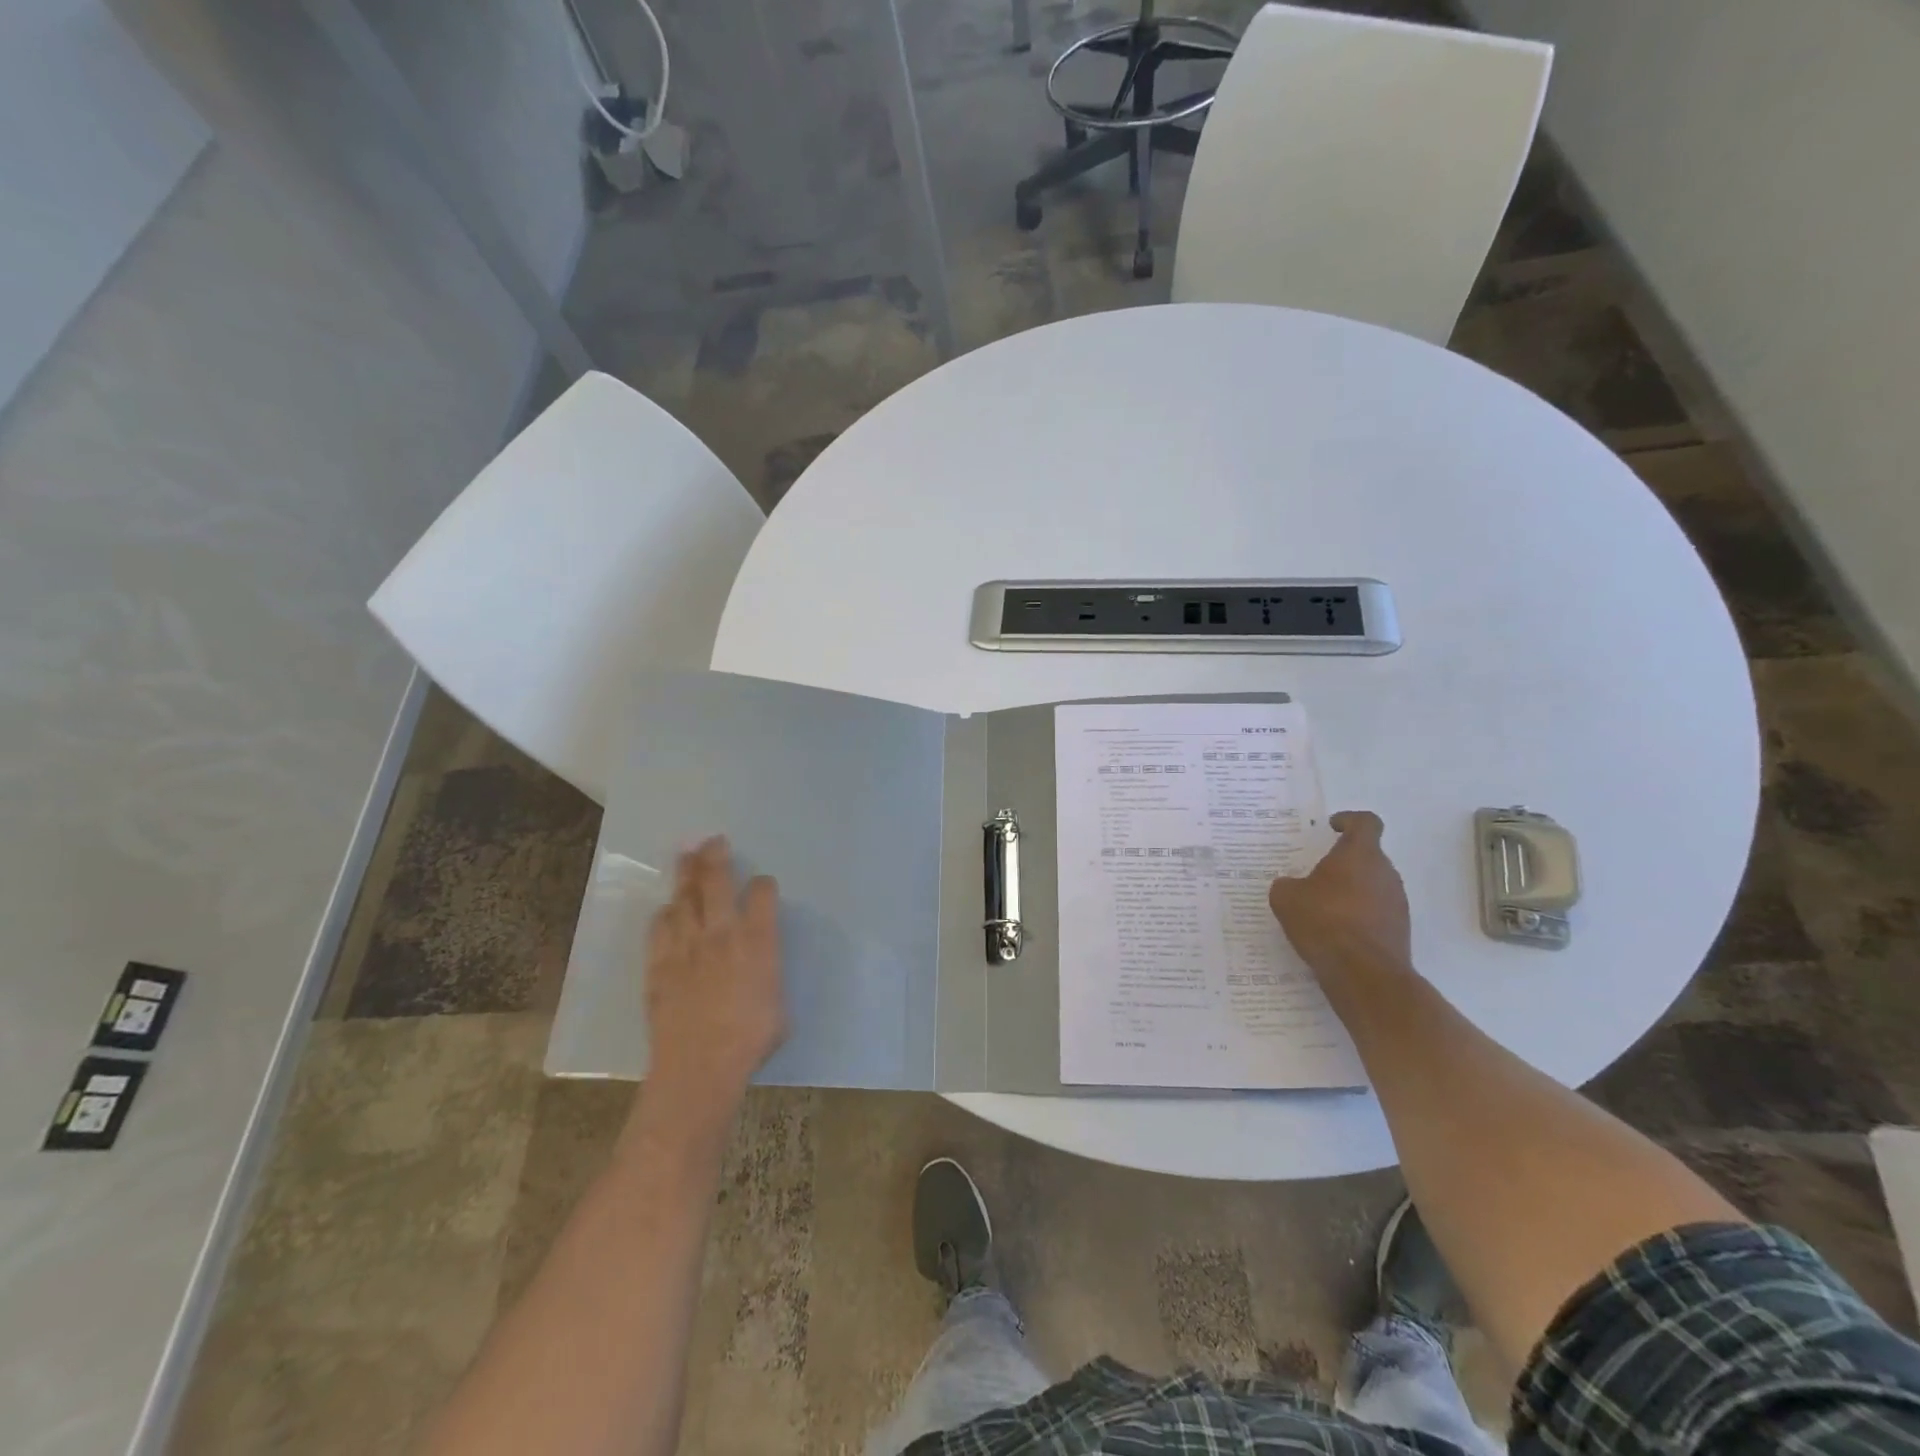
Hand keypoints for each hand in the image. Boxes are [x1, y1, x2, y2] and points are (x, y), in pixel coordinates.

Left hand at [643, 837, 785, 1114]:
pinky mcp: (660, 963)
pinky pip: (660, 927)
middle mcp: (722, 932)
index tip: (763, 885)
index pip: (762, 894)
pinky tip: (667, 910)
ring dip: (686, 874)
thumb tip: (760, 967)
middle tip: (712, 840)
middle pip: (717, 881)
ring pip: (684, 897)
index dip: (763, 885)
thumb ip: (768, 973)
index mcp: (758, 940)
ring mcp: (687, 945)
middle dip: (715, 856)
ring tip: (686, 856)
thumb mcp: (779, 1003)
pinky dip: (665, 913)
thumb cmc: (750, 1039)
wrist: (700, 1066)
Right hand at [1268, 810, 1411, 980]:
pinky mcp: (1399, 930)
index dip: (1349, 820)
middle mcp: (1385, 873)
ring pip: (1372, 884)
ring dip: (1351, 890)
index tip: (1331, 828)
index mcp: (1360, 854)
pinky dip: (1358, 915)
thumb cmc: (1324, 921)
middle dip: (1343, 862)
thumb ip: (1287, 884)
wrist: (1364, 974)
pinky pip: (1376, 911)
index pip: (1365, 822)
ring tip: (1322, 907)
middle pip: (1368, 856)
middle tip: (1315, 874)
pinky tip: (1334, 932)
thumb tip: (1293, 886)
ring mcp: (1397, 902)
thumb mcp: (1286, 898)